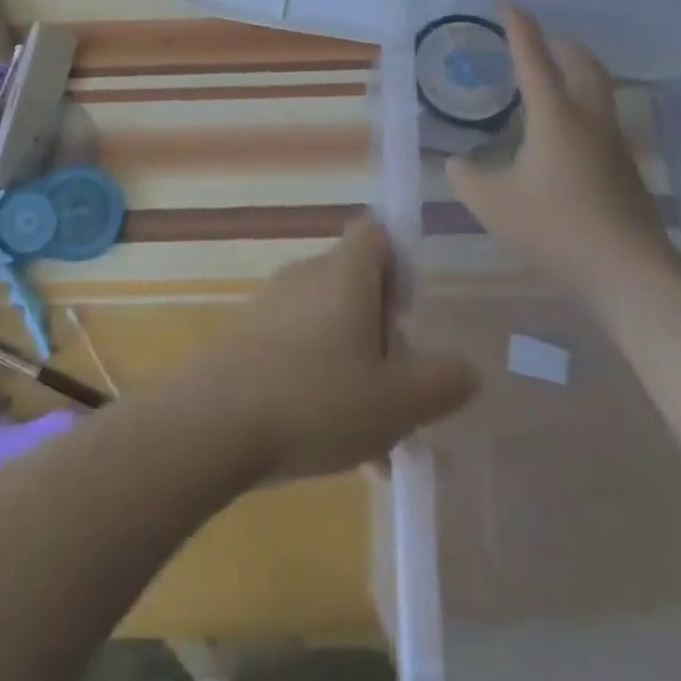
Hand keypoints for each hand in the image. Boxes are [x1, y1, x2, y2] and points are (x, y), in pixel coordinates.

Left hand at [188, 218, 477, 480]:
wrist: (214, 421)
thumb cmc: (317, 399)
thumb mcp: (399, 401)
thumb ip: (443, 382)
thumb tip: (467, 367)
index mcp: (344, 274)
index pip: (376, 233)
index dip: (400, 266)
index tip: (409, 317)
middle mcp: (306, 276)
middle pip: (356, 287)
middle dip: (383, 338)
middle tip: (400, 394)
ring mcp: (271, 305)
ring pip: (329, 328)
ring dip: (356, 373)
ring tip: (376, 445)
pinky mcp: (247, 335)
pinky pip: (298, 349)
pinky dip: (321, 384)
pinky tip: (333, 447)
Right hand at [445, 5, 675, 305]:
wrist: (631, 274)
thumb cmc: (555, 229)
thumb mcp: (491, 203)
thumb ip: (466, 176)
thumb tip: (458, 162)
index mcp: (555, 117)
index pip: (534, 59)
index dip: (519, 28)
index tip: (506, 4)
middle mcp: (589, 120)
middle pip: (583, 64)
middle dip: (559, 43)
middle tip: (534, 40)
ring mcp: (613, 144)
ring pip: (598, 89)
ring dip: (574, 72)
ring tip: (545, 80)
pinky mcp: (624, 169)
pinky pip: (599, 117)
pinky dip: (578, 104)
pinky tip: (557, 132)